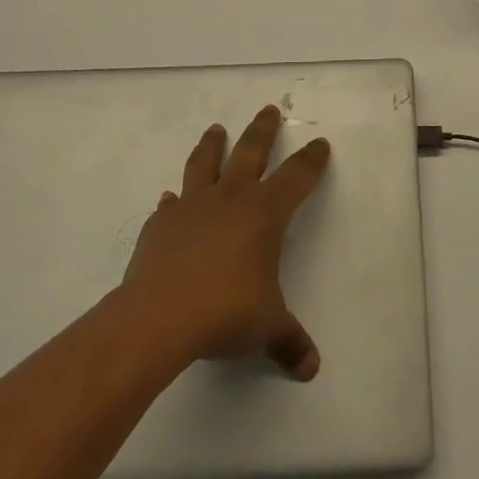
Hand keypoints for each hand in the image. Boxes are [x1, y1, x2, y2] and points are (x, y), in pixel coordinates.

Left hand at [120, 106, 330, 380]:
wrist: (159, 317)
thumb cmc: (225, 313)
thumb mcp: (266, 328)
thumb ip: (288, 342)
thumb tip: (310, 369)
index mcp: (264, 214)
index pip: (296, 178)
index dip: (310, 161)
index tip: (319, 144)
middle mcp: (230, 199)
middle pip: (250, 152)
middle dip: (263, 130)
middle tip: (269, 109)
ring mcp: (192, 207)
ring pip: (204, 163)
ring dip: (212, 145)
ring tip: (215, 129)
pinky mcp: (160, 224)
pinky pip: (170, 205)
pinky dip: (173, 201)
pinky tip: (170, 200)